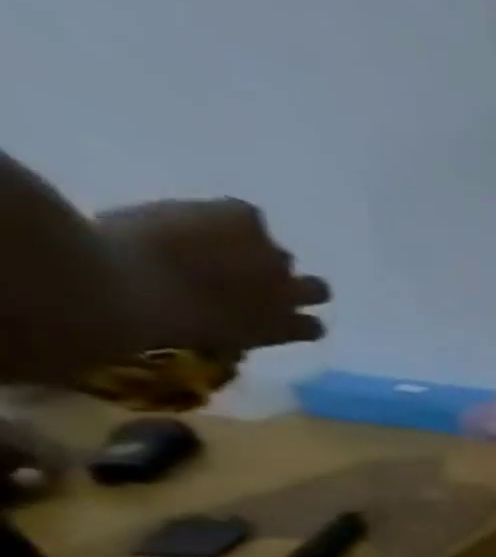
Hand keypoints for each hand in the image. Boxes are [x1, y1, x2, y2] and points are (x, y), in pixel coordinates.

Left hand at [96, 199, 329, 356]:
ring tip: (218, 247)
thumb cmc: (152, 327)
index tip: (268, 314)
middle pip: (316, 290)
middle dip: (290, 284)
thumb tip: (231, 329)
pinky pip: (245, 214)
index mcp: (281, 330)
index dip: (293, 317)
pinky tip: (191, 220)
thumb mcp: (205, 342)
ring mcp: (270, 253)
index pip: (313, 326)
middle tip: (252, 278)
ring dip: (259, 253)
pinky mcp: (244, 217)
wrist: (118, 281)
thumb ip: (234, 332)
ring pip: (283, 255)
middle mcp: (288, 293)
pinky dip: (224, 217)